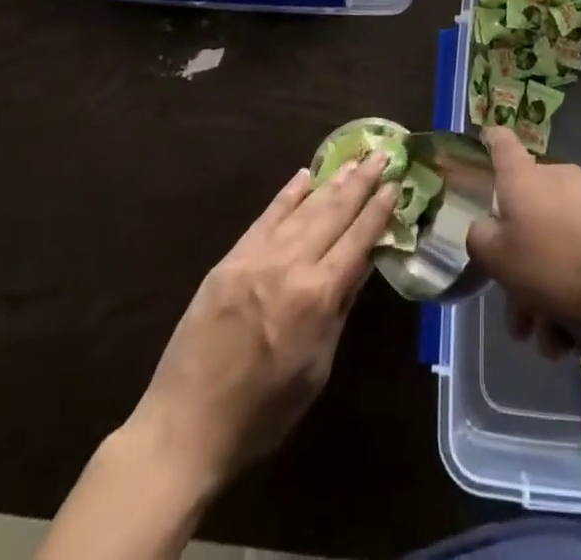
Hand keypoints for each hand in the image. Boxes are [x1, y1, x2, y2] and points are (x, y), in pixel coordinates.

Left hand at [126, 152, 396, 485]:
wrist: (186, 425)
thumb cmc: (263, 412)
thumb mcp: (317, 367)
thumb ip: (340, 309)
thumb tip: (363, 263)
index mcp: (318, 297)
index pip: (358, 240)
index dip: (378, 210)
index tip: (394, 183)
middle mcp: (291, 266)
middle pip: (333, 214)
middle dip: (360, 183)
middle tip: (381, 154)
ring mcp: (258, 257)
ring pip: (303, 209)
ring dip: (331, 182)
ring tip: (353, 161)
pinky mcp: (231, 259)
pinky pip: (266, 217)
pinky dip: (288, 194)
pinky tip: (304, 176)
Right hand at [466, 127, 580, 355]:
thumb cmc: (562, 260)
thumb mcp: (502, 260)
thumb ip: (481, 242)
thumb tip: (485, 229)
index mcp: (523, 179)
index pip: (501, 143)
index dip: (489, 142)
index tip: (484, 144)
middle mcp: (558, 180)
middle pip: (529, 220)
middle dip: (521, 275)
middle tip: (521, 322)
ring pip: (561, 250)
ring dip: (553, 297)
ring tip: (558, 343)